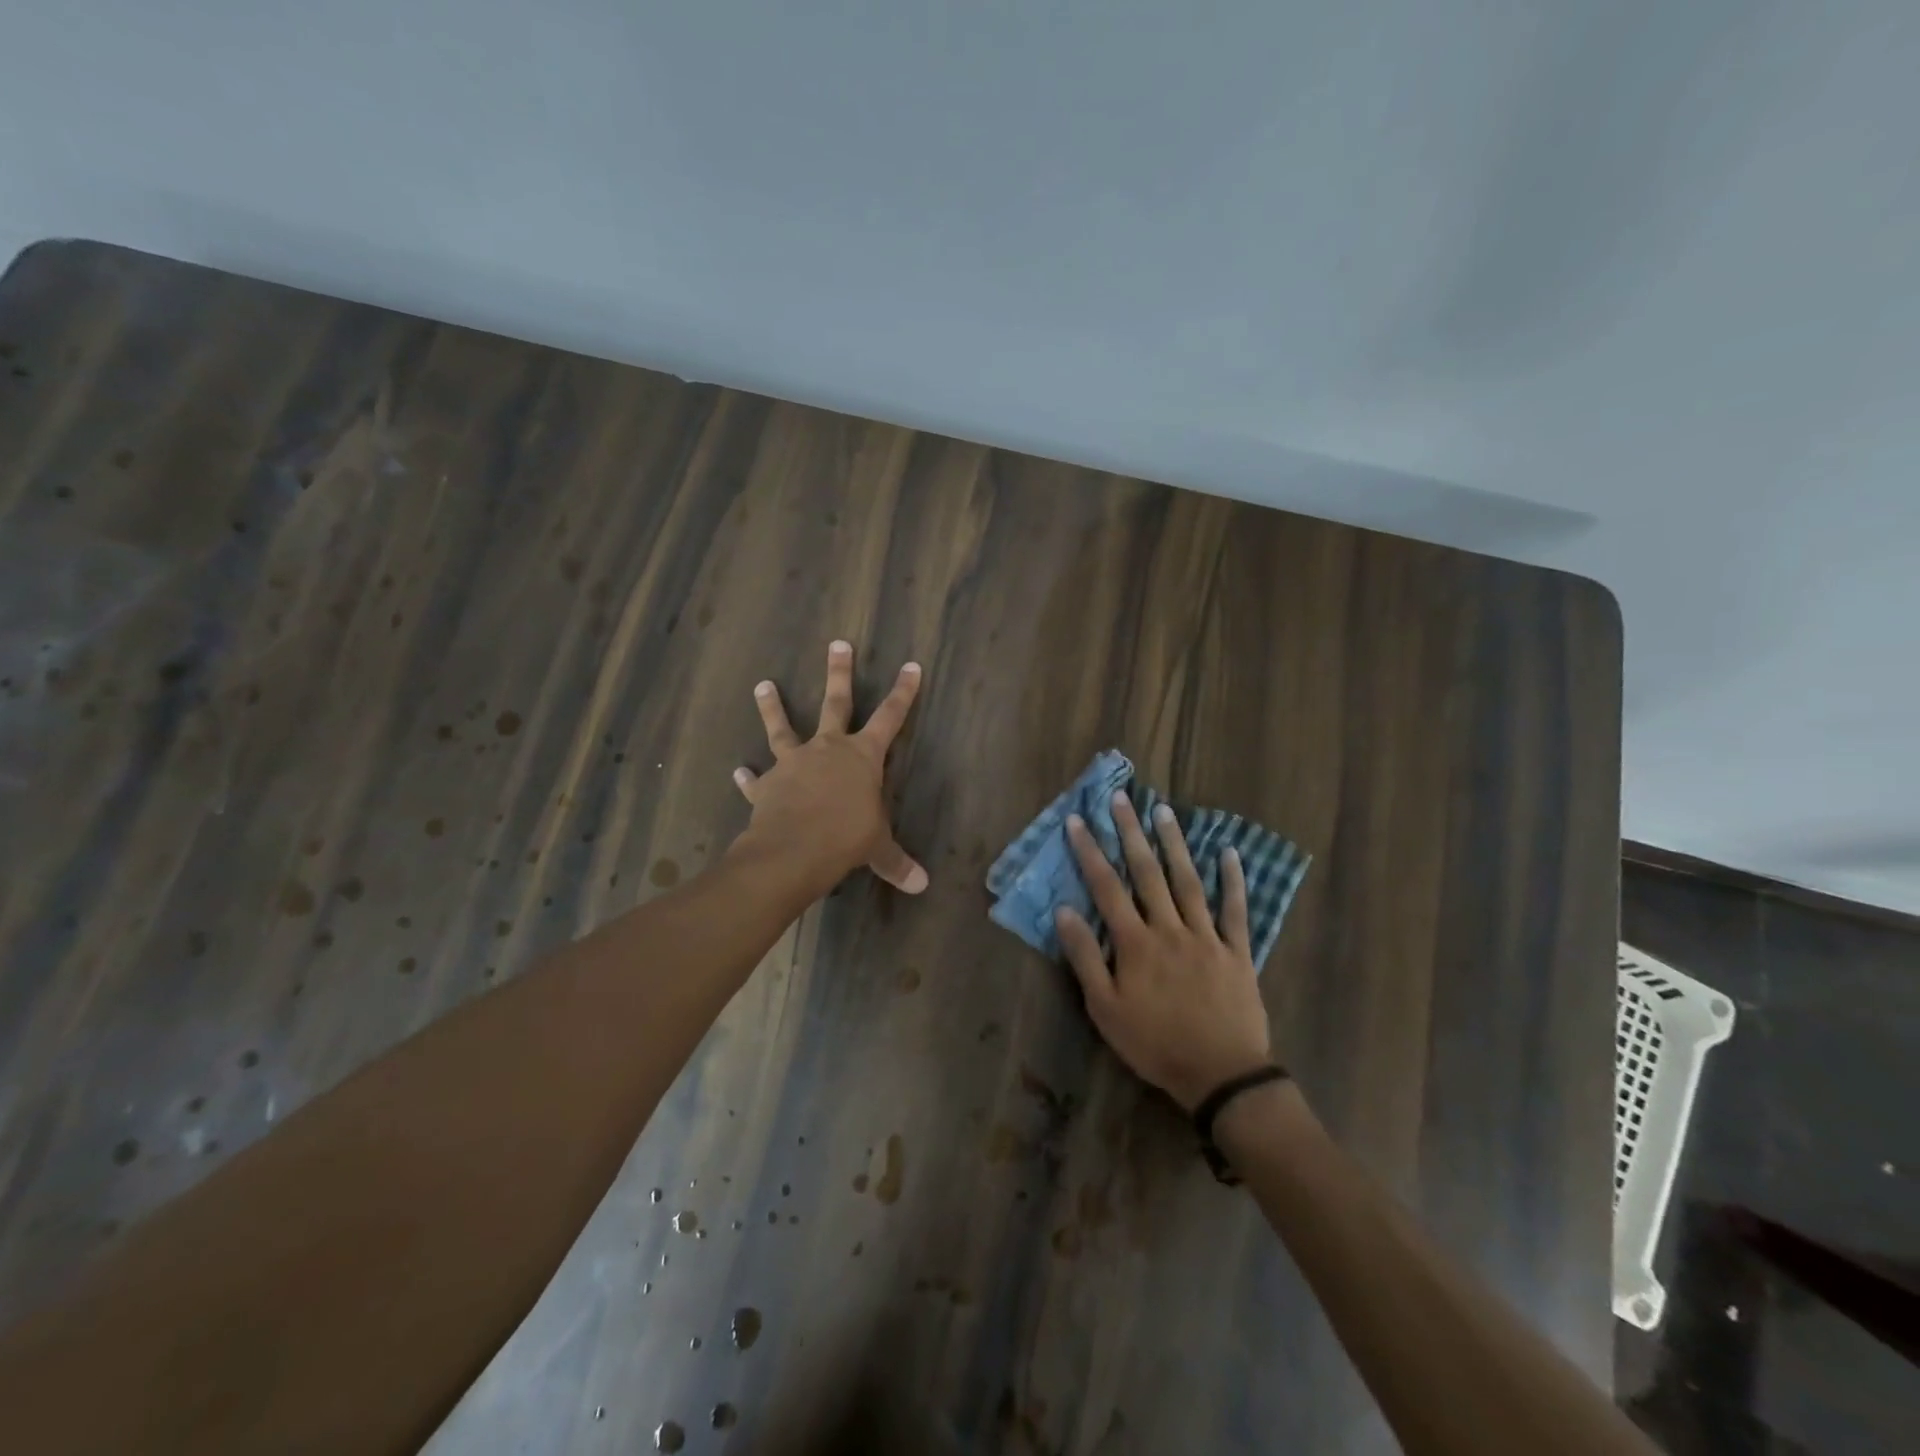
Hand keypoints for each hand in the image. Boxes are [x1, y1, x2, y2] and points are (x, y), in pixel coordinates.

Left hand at [731, 640, 927, 897]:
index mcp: (862, 757)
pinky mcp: (768, 785)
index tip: (910, 666)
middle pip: (836, 703)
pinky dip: (749, 778)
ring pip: (783, 728)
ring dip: (773, 707)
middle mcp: (828, 749)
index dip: (903, 692)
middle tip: (837, 644)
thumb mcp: (878, 849)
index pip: (891, 718)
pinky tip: (739, 772)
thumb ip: (896, 862)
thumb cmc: (846, 839)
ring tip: (762, 684)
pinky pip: (757, 780)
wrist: (793, 850)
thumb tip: (922, 885)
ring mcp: (794, 763)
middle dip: (839, 673)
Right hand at [1056, 792, 1271, 1111]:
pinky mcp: (1236, 951)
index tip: (1078, 820)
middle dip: (1130, 833)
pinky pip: (1235, 909)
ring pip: (1187, 881)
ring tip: (1163, 811)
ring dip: (1174, 844)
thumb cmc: (1154, 1044)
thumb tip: (1064, 910)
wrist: (1220, 1075)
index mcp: (1135, 943)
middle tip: (1121, 798)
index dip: (1090, 852)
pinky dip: (1233, 880)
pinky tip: (1229, 853)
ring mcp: (1206, 936)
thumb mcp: (1104, 1009)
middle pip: (1146, 872)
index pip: (1106, 887)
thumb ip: (1085, 957)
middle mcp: (1169, 928)